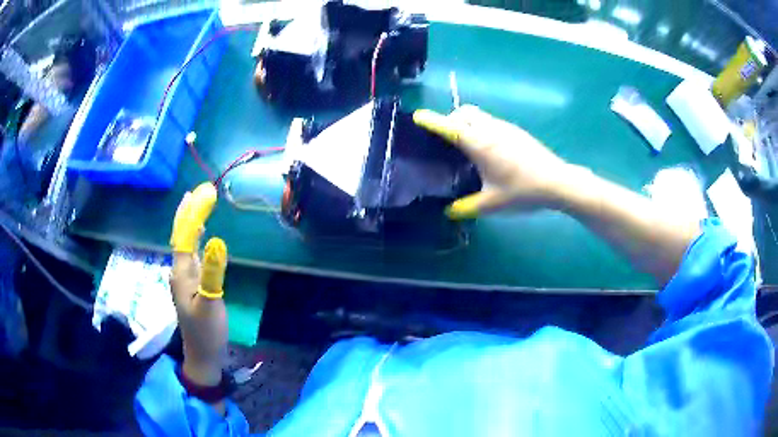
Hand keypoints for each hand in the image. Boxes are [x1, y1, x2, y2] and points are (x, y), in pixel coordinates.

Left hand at [170, 190, 227, 386]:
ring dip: (190, 224)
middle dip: (188, 213)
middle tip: (197, 192)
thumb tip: (217, 241)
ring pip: (184, 244)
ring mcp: (184, 279)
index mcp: (181, 273)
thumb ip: (213, 273)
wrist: (202, 354)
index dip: (194, 213)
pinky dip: (195, 239)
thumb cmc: (207, 332)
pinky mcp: (191, 285)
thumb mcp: (211, 304)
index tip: (205, 193)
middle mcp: (179, 271)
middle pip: (180, 236)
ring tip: (197, 205)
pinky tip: (200, 236)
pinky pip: (190, 254)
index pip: (185, 236)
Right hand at [414, 105, 572, 218]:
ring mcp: (505, 128)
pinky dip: (480, 127)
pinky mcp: (516, 132)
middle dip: (450, 119)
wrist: (557, 182)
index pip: (450, 127)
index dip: (432, 121)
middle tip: (445, 138)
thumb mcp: (492, 204)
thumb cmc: (523, 191)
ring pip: (478, 115)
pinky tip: (488, 150)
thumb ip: (467, 208)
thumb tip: (449, 212)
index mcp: (479, 144)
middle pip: (464, 112)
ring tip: (465, 145)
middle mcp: (490, 129)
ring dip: (466, 122)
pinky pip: (490, 122)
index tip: (418, 116)